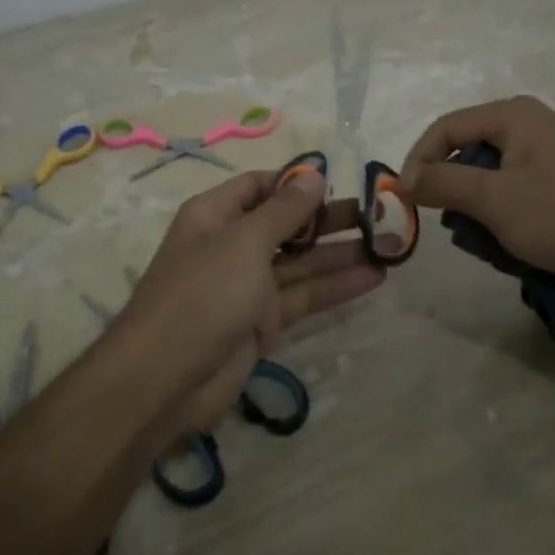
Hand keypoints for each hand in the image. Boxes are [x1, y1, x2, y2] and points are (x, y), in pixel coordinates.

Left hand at [121, 170, 383, 435]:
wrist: (164, 380)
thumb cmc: (202, 293)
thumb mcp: (245, 242)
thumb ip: (284, 211)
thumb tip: (314, 175)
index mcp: (216, 215)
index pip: (260, 186)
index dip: (296, 183)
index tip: (339, 182)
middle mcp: (232, 245)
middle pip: (286, 224)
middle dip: (328, 219)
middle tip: (378, 214)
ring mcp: (247, 286)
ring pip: (300, 262)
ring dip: (340, 253)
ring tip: (390, 243)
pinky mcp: (262, 322)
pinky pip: (303, 296)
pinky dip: (335, 287)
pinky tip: (374, 277)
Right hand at [401, 96, 554, 304]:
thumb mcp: (495, 199)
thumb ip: (443, 184)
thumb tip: (402, 180)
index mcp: (512, 116)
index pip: (444, 128)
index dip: (419, 161)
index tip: (406, 201)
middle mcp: (530, 128)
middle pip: (467, 152)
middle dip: (452, 190)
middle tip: (447, 225)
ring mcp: (550, 158)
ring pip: (491, 180)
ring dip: (479, 211)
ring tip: (486, 241)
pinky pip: (517, 196)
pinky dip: (506, 219)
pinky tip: (514, 247)